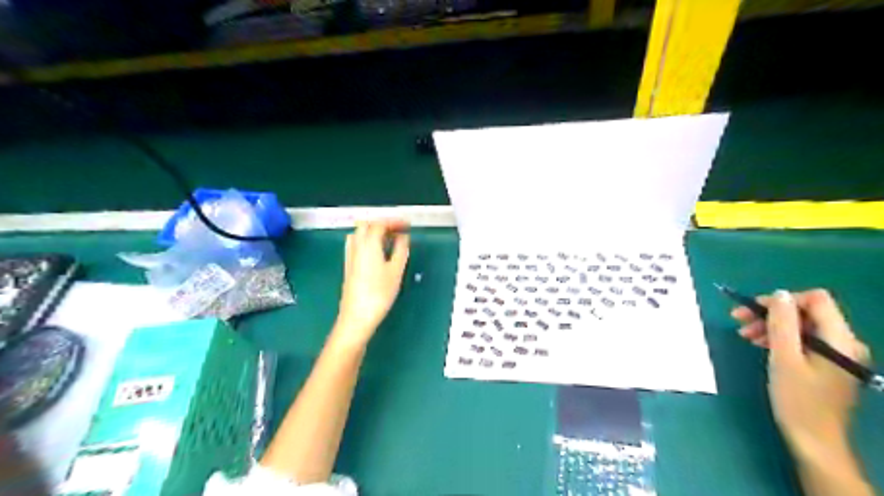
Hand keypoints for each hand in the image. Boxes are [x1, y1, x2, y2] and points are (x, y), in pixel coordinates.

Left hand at [333, 219, 412, 345]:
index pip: (379, 224)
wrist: (357, 315)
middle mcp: (356, 246)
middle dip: (381, 223)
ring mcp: (349, 256)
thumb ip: (400, 250)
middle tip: (396, 230)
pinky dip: (366, 241)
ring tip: (388, 240)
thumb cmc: (379, 293)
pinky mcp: (348, 266)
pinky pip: (356, 244)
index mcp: (369, 244)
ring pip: (358, 233)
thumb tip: (403, 237)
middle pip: (365, 225)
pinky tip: (376, 252)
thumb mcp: (396, 271)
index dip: (393, 222)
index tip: (406, 225)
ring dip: (372, 231)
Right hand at [733, 290, 867, 460]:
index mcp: (839, 339)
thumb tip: (778, 294)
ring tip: (745, 335)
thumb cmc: (797, 399)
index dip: (782, 300)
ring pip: (802, 326)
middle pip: (806, 313)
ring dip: (772, 326)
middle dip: (771, 313)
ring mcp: (838, 354)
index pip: (815, 300)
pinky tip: (761, 345)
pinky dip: (781, 339)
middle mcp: (845, 342)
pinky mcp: (828, 364)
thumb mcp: (784, 357)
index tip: (753, 310)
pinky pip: (804, 341)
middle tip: (739, 320)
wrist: (814, 440)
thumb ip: (782, 323)